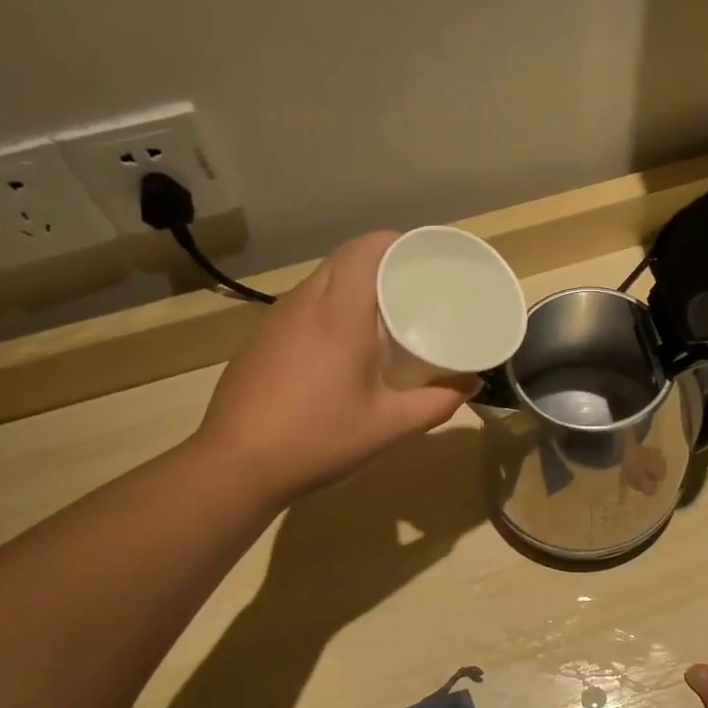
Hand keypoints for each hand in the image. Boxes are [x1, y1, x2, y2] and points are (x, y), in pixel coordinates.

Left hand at [194, 232, 477, 503]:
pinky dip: (329, 306)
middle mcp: (305, 303)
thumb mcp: (388, 426)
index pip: (366, 249)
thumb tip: (470, 385)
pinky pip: (303, 304)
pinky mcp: (261, 339)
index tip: (425, 258)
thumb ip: (436, 403)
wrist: (237, 465)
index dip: (397, 243)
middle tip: (413, 287)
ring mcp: (276, 319)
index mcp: (339, 314)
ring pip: (321, 279)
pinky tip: (341, 343)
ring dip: (353, 284)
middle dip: (381, 262)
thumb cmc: (319, 439)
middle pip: (345, 259)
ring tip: (383, 313)